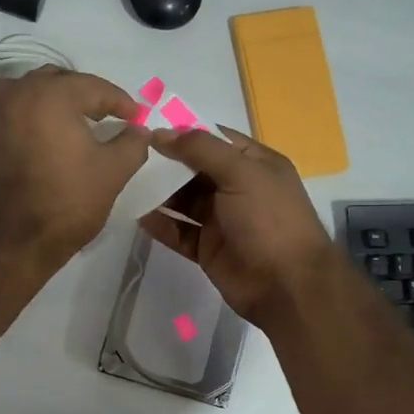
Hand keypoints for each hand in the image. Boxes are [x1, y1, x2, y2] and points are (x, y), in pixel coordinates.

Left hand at [0, 68, 149, 269]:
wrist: (7, 242)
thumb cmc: (65, 203)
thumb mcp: (112, 173)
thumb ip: (132, 144)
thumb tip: (138, 130)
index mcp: (51, 94)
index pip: (94, 87)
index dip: (120, 102)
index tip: (135, 117)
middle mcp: (15, 92)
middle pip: (57, 82)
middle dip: (83, 96)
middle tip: (103, 117)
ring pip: (25, 94)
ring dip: (49, 103)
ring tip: (67, 125)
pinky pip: (4, 115)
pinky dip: (23, 120)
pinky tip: (35, 141)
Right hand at [139, 125, 341, 325]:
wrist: (286, 285)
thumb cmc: (269, 219)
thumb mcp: (241, 173)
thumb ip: (201, 149)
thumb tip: (161, 133)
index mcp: (255, 164)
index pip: (215, 139)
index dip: (184, 132)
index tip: (147, 127)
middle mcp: (238, 188)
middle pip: (195, 170)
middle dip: (166, 163)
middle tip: (129, 156)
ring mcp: (222, 220)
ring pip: (184, 201)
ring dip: (159, 193)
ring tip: (127, 183)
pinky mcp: (208, 249)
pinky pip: (179, 232)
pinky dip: (161, 225)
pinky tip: (137, 215)